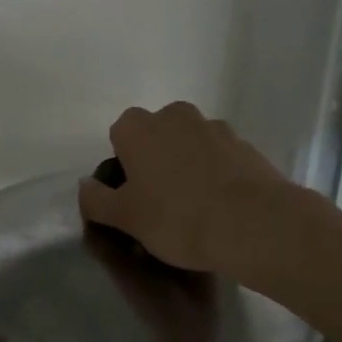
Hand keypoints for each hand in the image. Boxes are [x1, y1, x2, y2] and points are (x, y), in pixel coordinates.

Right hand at [77, 102, 314, 280]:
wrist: (256, 225)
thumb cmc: (177, 218)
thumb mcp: (124, 217)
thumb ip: (96, 199)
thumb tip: (86, 186)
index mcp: (138, 127)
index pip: (118, 136)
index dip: (122, 167)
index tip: (131, 197)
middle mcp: (175, 116)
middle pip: (155, 136)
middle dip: (154, 161)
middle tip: (159, 202)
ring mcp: (214, 127)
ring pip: (188, 144)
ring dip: (186, 165)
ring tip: (194, 207)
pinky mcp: (246, 145)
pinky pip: (218, 157)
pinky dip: (214, 174)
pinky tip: (220, 206)